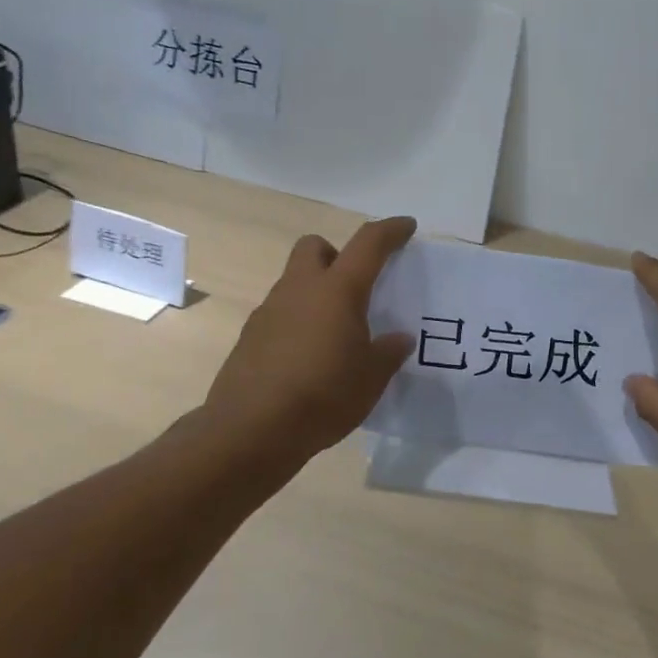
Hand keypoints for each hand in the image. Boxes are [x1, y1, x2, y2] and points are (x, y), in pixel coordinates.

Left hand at [178, 217, 416, 471]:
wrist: (251, 430)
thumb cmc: (324, 396)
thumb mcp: (371, 378)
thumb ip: (389, 352)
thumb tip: (399, 338)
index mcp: (337, 290)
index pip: (368, 244)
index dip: (390, 230)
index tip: (406, 226)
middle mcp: (300, 289)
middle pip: (314, 247)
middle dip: (336, 254)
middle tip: (356, 284)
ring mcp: (269, 311)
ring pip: (294, 281)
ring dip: (316, 291)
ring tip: (336, 331)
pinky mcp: (250, 337)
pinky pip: (281, 313)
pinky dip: (298, 321)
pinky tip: (309, 356)